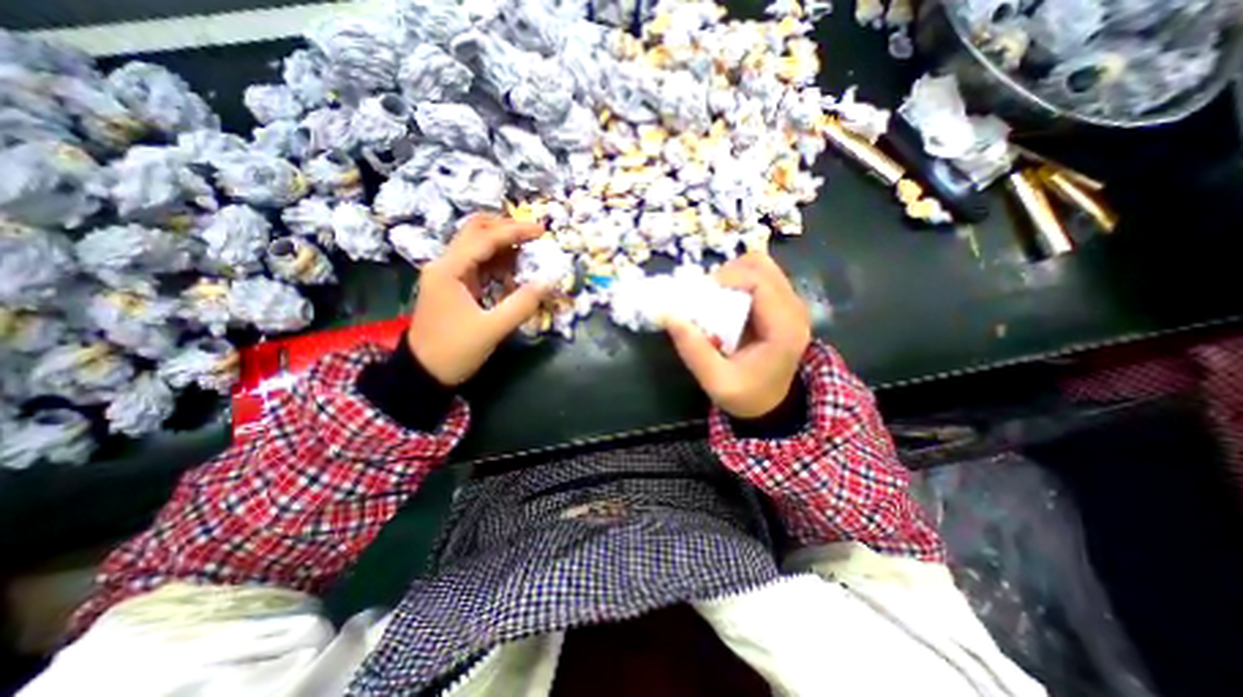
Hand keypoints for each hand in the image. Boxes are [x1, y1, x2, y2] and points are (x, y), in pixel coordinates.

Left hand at [408, 213, 547, 387]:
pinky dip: (499, 263)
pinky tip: (516, 271)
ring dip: (504, 245)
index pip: (485, 238)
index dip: (515, 231)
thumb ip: (521, 304)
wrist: (423, 373)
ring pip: (477, 246)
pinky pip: (479, 265)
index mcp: (449, 270)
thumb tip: (548, 282)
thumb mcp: (491, 329)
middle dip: (506, 229)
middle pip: (476, 232)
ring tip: (531, 251)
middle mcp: (446, 264)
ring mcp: (449, 275)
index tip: (542, 231)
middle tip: (534, 235)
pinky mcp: (455, 286)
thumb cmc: (454, 351)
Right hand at [666, 254, 811, 416]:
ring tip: (714, 297)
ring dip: (732, 275)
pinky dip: (738, 280)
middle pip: (761, 266)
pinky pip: (760, 276)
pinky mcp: (783, 304)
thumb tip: (669, 314)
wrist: (771, 405)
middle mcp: (795, 310)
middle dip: (726, 274)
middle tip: (705, 295)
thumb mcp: (716, 381)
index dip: (726, 278)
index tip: (700, 294)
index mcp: (784, 329)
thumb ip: (693, 350)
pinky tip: (726, 301)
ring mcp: (792, 304)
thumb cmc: (746, 396)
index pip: (759, 281)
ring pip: (761, 266)